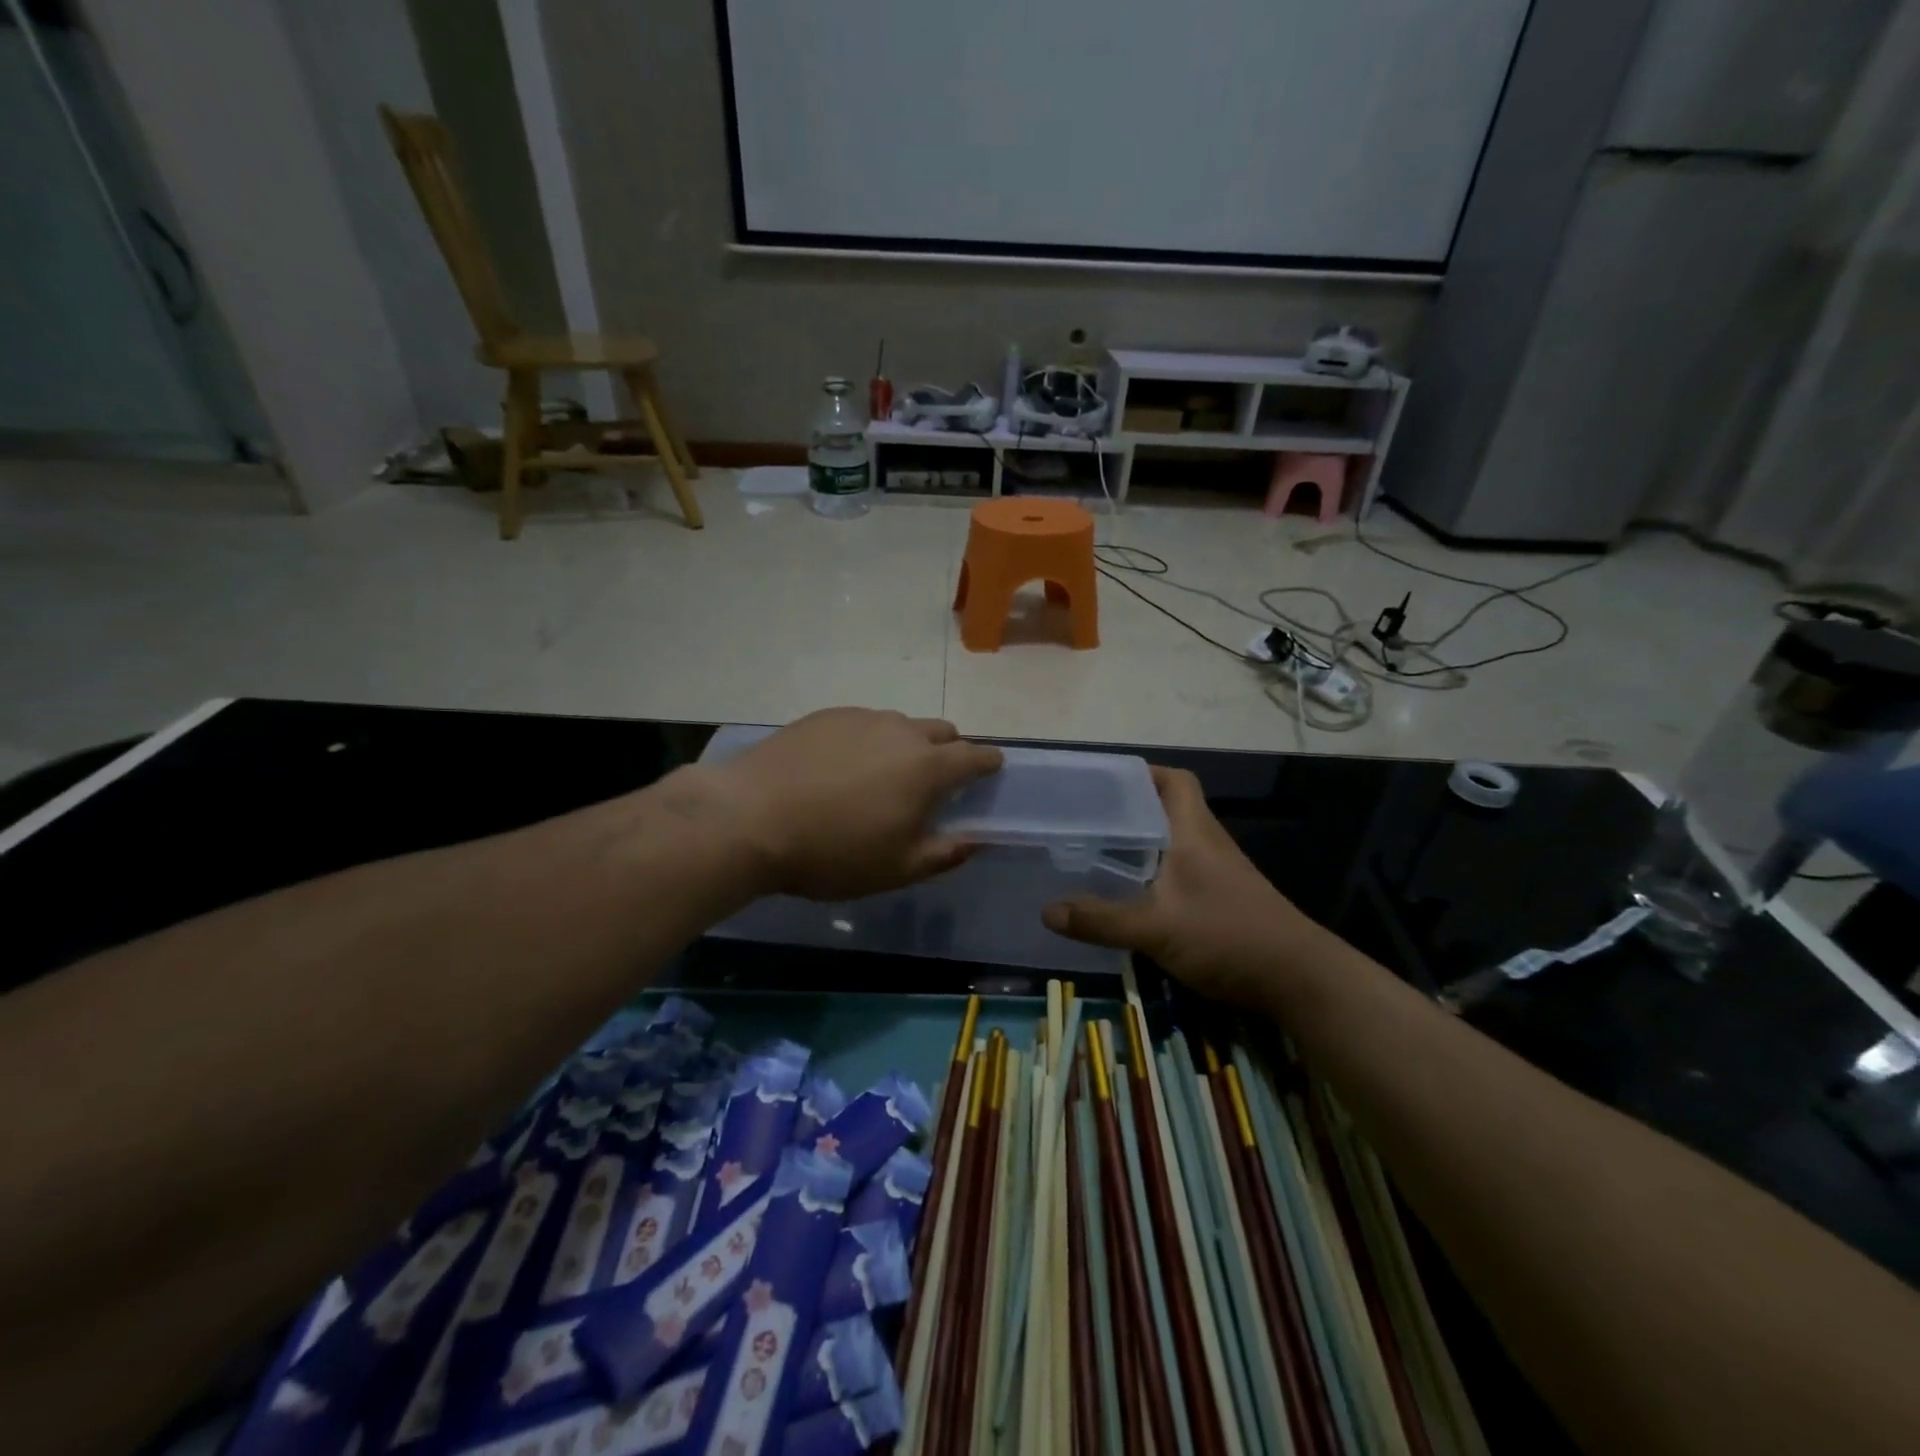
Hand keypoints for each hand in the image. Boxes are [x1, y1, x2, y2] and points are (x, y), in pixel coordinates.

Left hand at [702, 708, 1002, 900]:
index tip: (990, 771)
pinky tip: (842, 767)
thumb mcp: (897, 869)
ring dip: (906, 745)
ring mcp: (861, 718)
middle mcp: (900, 731)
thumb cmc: (833, 852)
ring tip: (881, 776)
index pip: (975, 755)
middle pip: (942, 731)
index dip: (988, 764)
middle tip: (933, 781)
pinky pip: (863, 723)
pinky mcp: (825, 716)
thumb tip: (975, 840)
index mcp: (927, 767)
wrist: (750, 818)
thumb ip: (944, 853)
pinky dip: (868, 741)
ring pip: (900, 725)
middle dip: (950, 750)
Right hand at [1043, 766, 1319, 1007]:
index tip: (1102, 782)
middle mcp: (1207, 842)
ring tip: (1096, 849)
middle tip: (1086, 817)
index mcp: (1194, 831)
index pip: (1175, 780)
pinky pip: (1179, 869)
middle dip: (1130, 807)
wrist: (1299, 979)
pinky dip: (1153, 870)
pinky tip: (1129, 891)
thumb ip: (1101, 920)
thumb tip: (1046, 911)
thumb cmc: (1228, 935)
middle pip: (1169, 807)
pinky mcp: (1221, 897)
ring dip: (1141, 840)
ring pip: (1174, 840)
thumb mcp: (1156, 929)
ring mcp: (1217, 871)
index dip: (1142, 773)